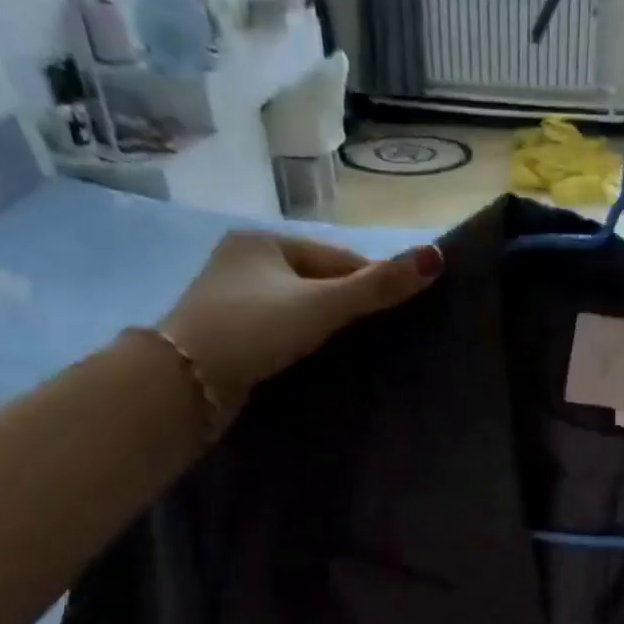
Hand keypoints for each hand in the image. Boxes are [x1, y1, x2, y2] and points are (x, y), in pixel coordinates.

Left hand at [159, 233, 442, 404]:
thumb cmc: (255, 329)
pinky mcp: (227, 336)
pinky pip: (280, 331)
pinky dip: (302, 342)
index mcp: (264, 242)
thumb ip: (378, 286)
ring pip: (299, 309)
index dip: (372, 282)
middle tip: (382, 337)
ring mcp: (231, 300)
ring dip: (326, 327)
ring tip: (356, 353)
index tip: (403, 312)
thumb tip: (437, 257)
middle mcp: (243, 262)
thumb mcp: (323, 304)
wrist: (185, 382)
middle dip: (349, 306)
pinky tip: (318, 361)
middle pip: (317, 283)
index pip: (337, 259)